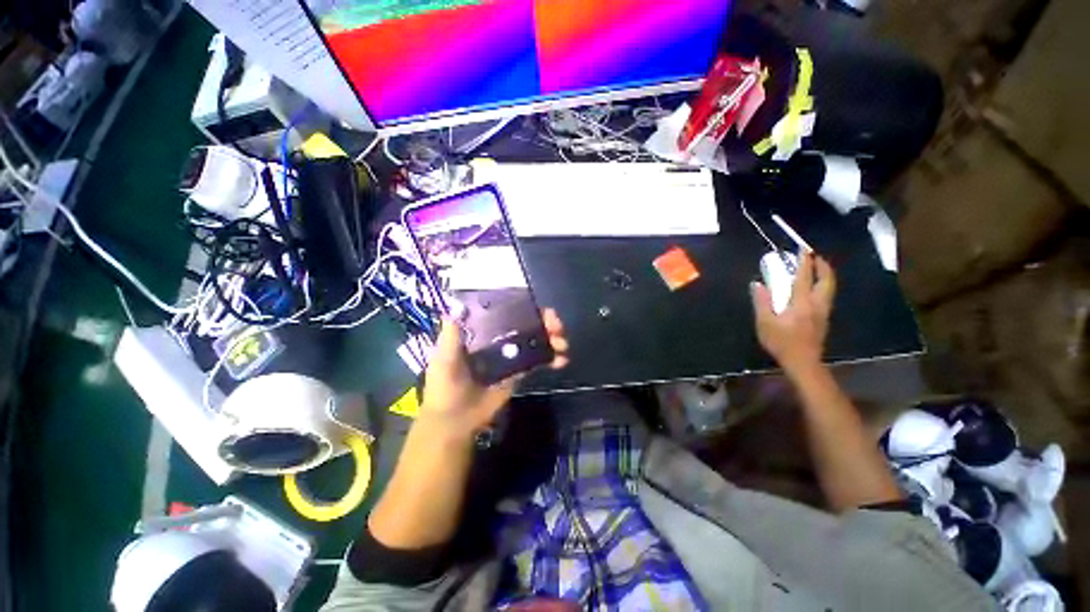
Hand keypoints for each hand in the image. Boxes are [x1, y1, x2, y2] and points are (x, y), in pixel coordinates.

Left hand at [418, 308, 568, 439]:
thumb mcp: (444, 357)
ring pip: (536, 341)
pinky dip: (552, 359)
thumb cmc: (445, 386)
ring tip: (563, 344)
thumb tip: (455, 306)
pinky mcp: (519, 373)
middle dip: (545, 323)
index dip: (525, 308)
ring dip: (553, 339)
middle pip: (527, 325)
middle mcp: (499, 340)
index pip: (507, 313)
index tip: (541, 309)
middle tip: (558, 327)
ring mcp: (511, 356)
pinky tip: (562, 360)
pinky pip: (538, 361)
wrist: (454, 421)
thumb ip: (451, 335)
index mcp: (482, 332)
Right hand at [751, 252, 835, 376]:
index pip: (804, 277)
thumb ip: (762, 302)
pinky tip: (816, 290)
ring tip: (818, 269)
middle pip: (826, 281)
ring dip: (825, 276)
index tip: (803, 249)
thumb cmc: (781, 342)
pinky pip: (827, 297)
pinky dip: (824, 286)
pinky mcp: (824, 320)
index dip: (804, 262)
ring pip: (830, 289)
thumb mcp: (765, 322)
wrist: (803, 362)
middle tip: (816, 257)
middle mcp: (817, 304)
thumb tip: (757, 284)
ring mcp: (823, 312)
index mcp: (801, 303)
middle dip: (823, 266)